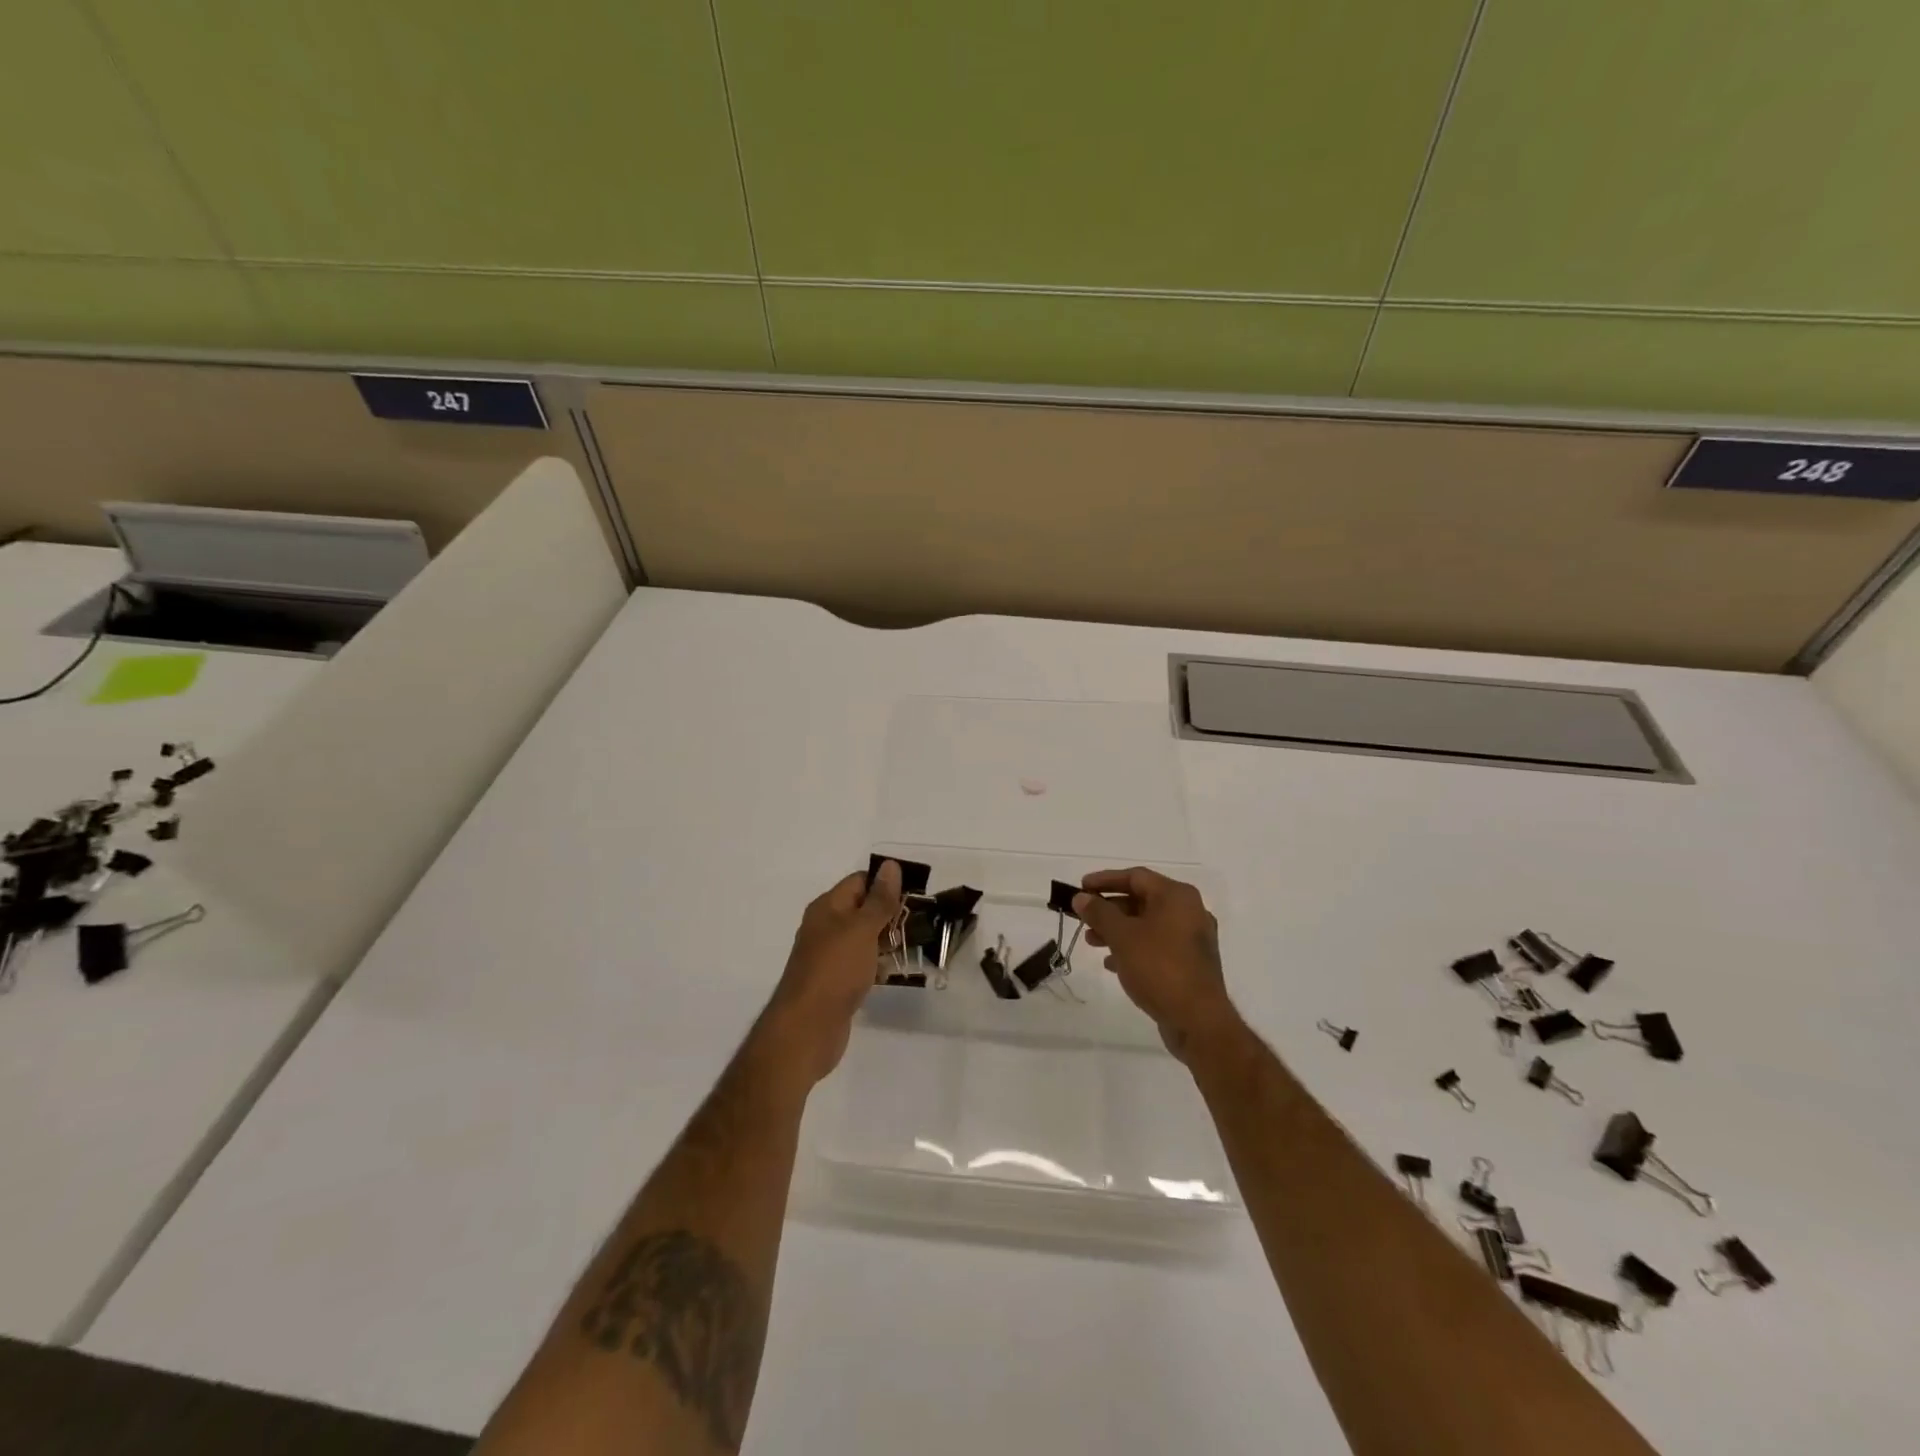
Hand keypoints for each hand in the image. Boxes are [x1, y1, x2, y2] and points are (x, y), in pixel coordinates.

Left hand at [755, 861, 901, 1086]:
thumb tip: (890, 865)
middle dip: (891, 914)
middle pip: (863, 909)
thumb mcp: (861, 929)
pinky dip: (877, 965)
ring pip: (864, 938)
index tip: (916, 894)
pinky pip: (861, 964)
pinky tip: (895, 972)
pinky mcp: (836, 982)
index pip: (859, 881)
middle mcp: (825, 927)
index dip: (886, 883)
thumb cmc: (835, 970)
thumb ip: (879, 899)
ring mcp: (829, 956)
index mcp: (827, 907)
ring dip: (887, 940)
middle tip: (921, 922)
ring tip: (915, 945)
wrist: (807, 1028)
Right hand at [1073, 868, 1235, 1059]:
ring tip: (1091, 942)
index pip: (1135, 876)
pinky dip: (1133, 948)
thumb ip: (1099, 913)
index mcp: (1176, 896)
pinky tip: (1112, 963)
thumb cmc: (1159, 967)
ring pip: (1148, 925)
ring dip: (1118, 930)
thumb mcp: (1122, 936)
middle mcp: (1189, 911)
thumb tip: (1081, 897)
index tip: (1081, 888)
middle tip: (1083, 917)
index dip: (1104, 880)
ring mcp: (1192, 939)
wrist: (1198, 1020)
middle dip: (1109, 908)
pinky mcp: (1191, 964)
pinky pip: (1157, 946)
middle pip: (1142, 900)